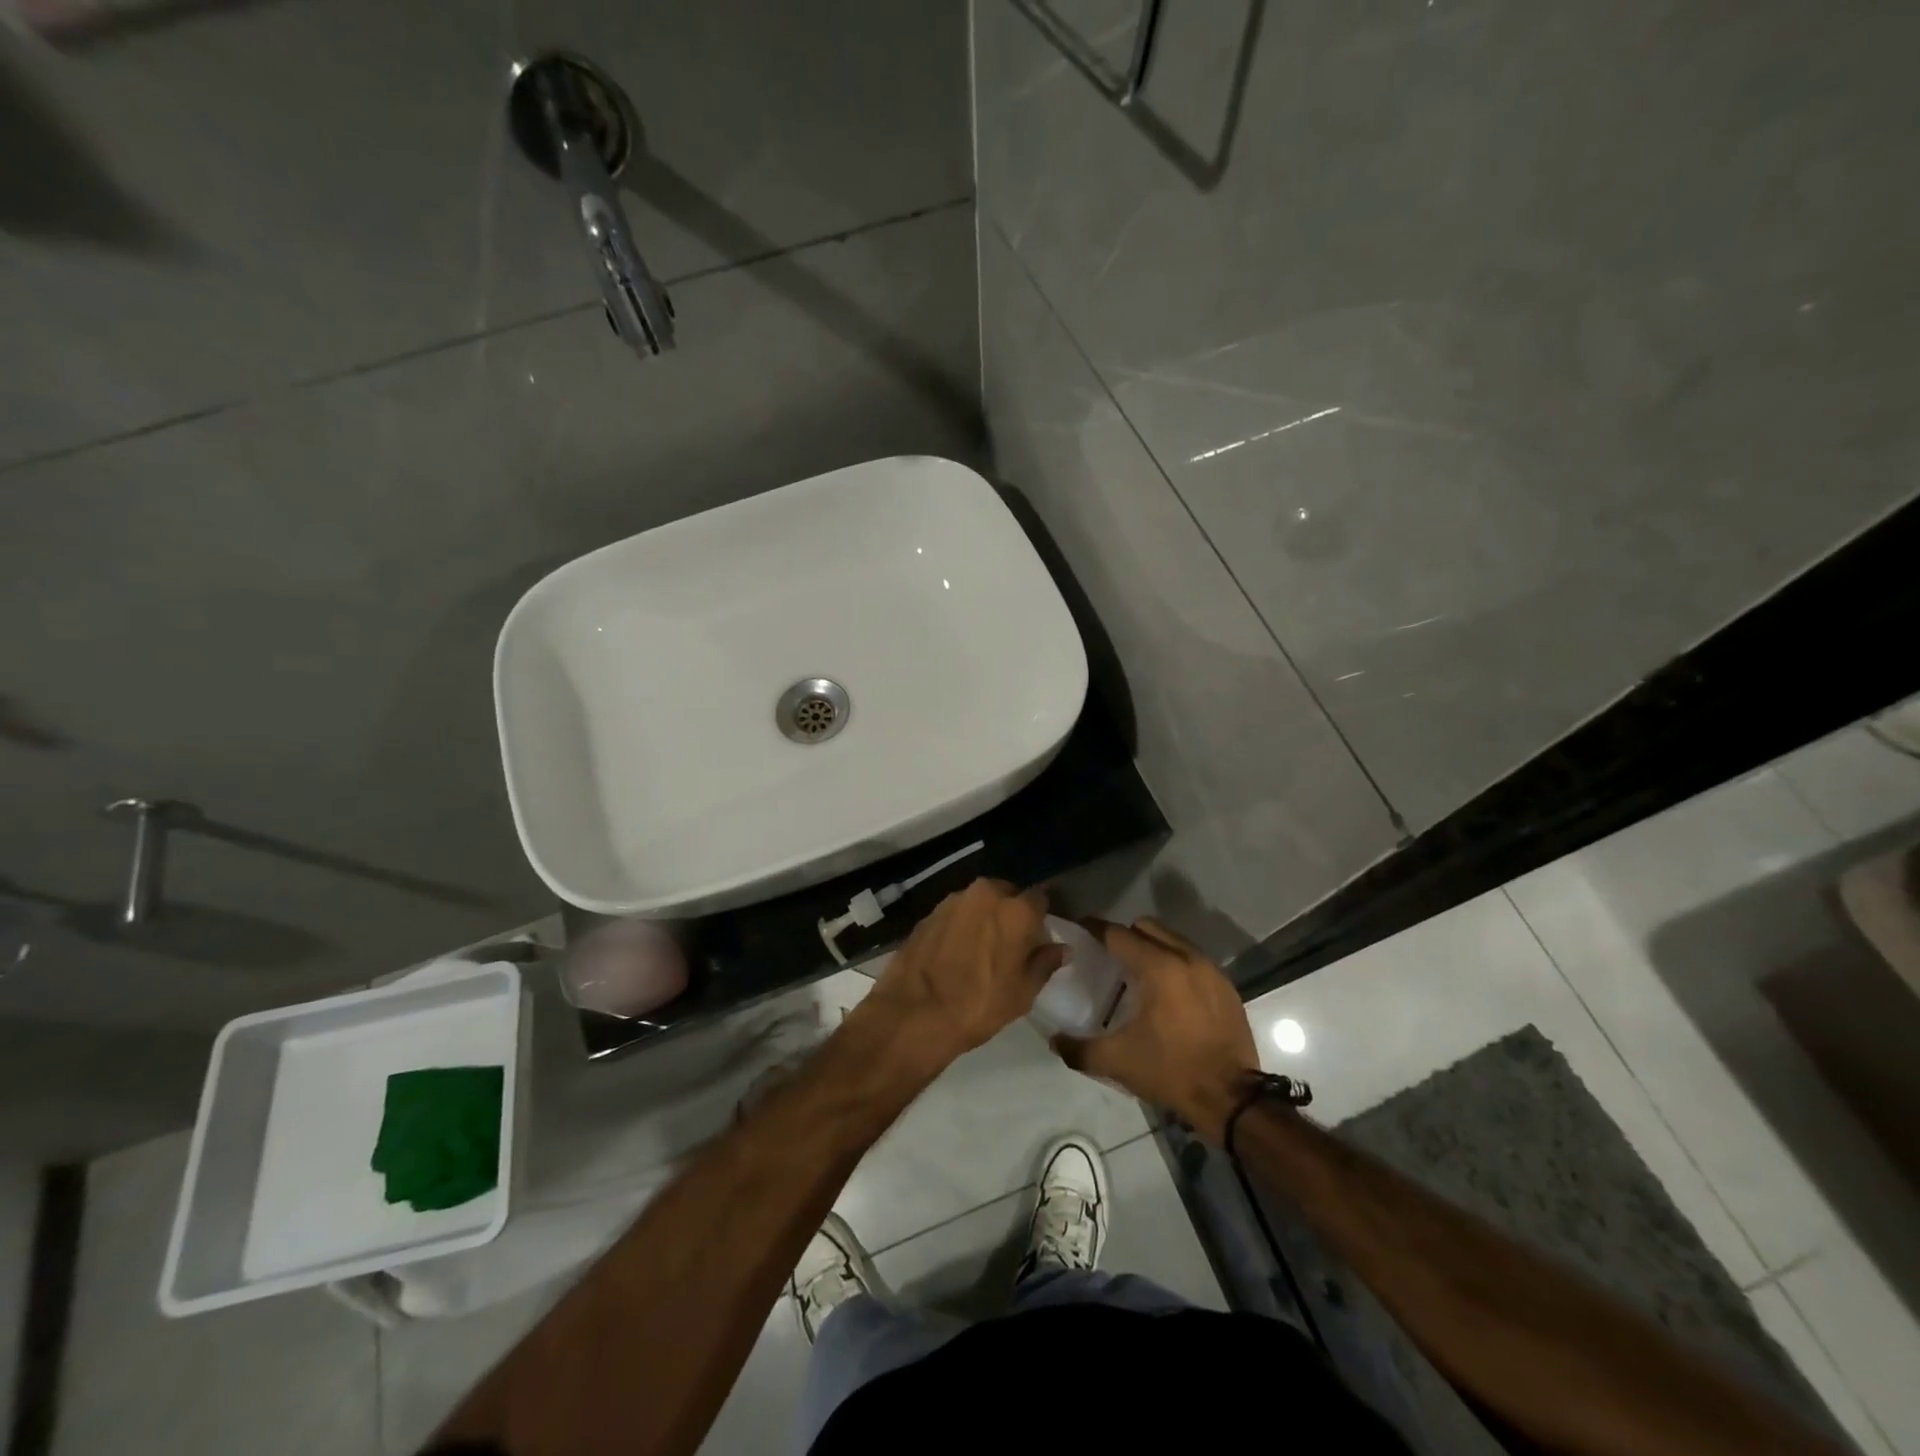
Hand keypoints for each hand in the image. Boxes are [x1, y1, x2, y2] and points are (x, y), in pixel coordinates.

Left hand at [853, 878, 1065, 1072]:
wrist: (913, 1014)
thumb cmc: (978, 1005)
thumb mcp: (1022, 993)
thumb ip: (1044, 963)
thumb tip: (1062, 948)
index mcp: (1015, 909)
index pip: (1040, 898)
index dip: (1040, 917)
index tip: (1038, 936)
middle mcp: (985, 894)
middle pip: (1007, 894)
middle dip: (1011, 912)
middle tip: (1010, 943)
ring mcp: (952, 900)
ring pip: (979, 902)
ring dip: (984, 917)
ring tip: (981, 948)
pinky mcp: (928, 913)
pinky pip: (955, 913)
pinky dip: (960, 925)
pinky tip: (956, 951)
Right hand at [1051, 917, 1259, 1142]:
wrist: (1231, 1098)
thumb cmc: (1171, 1071)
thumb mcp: (1118, 1061)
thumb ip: (1079, 1048)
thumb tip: (1054, 1040)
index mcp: (1158, 968)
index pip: (1118, 934)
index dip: (1095, 928)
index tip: (1080, 929)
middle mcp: (1186, 958)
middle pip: (1147, 927)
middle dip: (1125, 935)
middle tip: (1109, 956)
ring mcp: (1210, 970)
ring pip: (1173, 940)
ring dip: (1152, 947)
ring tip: (1139, 973)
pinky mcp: (1226, 987)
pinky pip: (1193, 959)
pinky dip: (1176, 964)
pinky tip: (1168, 992)